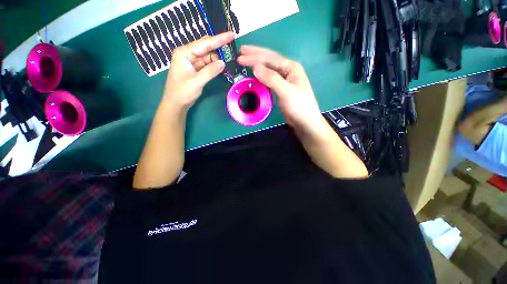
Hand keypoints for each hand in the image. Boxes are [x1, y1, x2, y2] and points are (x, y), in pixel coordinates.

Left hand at [162, 32, 233, 109]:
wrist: (176, 103)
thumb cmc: (182, 92)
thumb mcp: (197, 81)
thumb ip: (210, 71)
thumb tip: (223, 63)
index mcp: (184, 53)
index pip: (204, 43)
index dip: (218, 39)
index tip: (231, 35)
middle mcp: (188, 54)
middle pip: (206, 48)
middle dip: (219, 49)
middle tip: (232, 51)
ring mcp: (192, 62)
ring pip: (208, 56)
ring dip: (218, 59)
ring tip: (229, 61)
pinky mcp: (196, 69)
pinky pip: (207, 64)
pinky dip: (215, 66)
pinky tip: (222, 67)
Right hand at [237, 46, 323, 129]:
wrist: (305, 122)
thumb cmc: (299, 106)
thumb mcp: (286, 91)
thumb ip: (271, 78)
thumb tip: (255, 66)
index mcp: (291, 67)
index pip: (270, 59)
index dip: (254, 57)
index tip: (240, 57)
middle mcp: (287, 71)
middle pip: (269, 60)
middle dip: (255, 55)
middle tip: (241, 51)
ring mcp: (284, 80)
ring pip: (268, 69)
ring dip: (257, 65)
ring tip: (245, 60)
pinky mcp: (281, 89)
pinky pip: (268, 79)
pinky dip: (260, 76)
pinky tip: (255, 75)